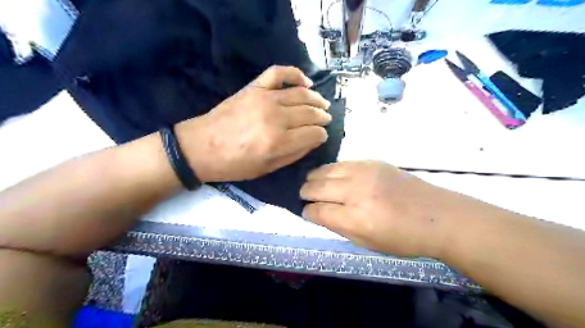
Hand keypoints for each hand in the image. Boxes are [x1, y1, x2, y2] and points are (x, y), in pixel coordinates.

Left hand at [176, 64, 330, 181]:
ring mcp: (265, 98)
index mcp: (279, 142)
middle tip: (326, 119)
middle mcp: (276, 117)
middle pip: (310, 113)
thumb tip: (313, 140)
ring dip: (316, 99)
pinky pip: (279, 73)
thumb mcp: (267, 168)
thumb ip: (294, 154)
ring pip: (301, 94)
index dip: (321, 135)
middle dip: (323, 117)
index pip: (314, 133)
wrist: (201, 147)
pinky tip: (306, 81)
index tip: (322, 136)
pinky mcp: (254, 87)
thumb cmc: (234, 164)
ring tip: (323, 104)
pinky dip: (295, 74)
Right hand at [301, 160, 455, 257]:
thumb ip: (338, 227)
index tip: (305, 212)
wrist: (436, 215)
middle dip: (305, 192)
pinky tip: (331, 175)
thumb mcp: (366, 243)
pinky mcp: (372, 162)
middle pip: (316, 187)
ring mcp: (364, 172)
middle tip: (304, 195)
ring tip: (312, 182)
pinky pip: (342, 163)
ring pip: (325, 170)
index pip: (317, 211)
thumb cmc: (402, 238)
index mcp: (355, 218)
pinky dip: (331, 170)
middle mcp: (355, 192)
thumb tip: (317, 214)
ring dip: (314, 178)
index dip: (307, 212)